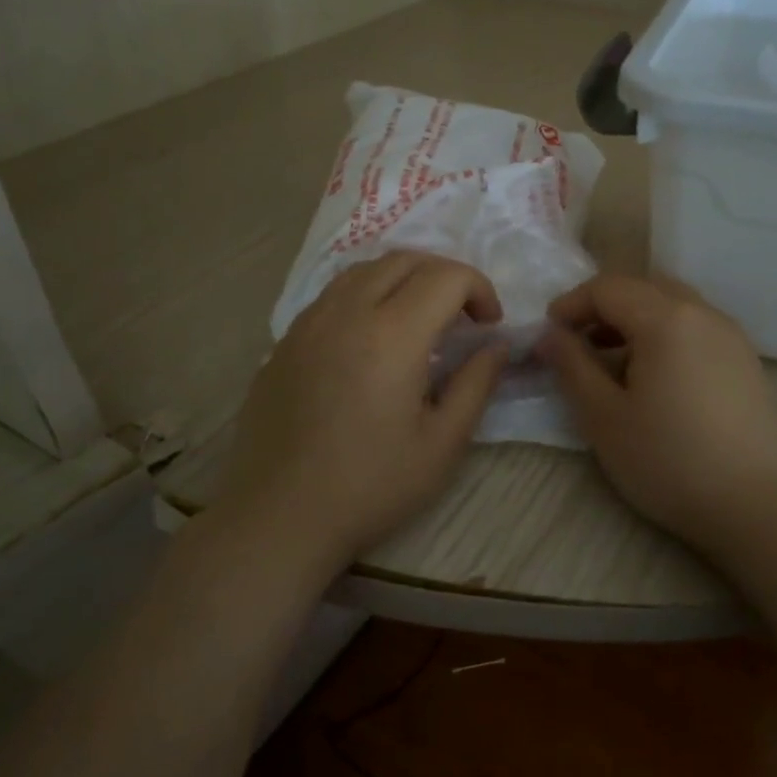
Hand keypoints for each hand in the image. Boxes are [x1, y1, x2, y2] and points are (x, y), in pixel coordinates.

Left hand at [216, 252, 507, 566]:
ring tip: (418, 319)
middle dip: (444, 275)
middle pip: (404, 260)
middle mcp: (347, 312)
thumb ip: (476, 384)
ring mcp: (308, 323)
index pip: (446, 276)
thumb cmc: (370, 486)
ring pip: (363, 270)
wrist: (279, 517)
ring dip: (403, 279)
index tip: (489, 326)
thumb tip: (496, 346)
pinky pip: (332, 296)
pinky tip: (370, 340)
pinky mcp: (284, 342)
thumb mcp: (442, 444)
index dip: (479, 289)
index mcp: (392, 334)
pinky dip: (365, 296)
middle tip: (461, 316)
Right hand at [540, 274, 776, 547]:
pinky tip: (653, 375)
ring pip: (672, 304)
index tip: (548, 334)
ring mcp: (730, 334)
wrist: (757, 505)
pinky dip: (664, 334)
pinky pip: (695, 326)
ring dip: (634, 319)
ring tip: (611, 359)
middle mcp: (702, 312)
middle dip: (603, 307)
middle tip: (576, 342)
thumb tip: (550, 335)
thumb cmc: (669, 460)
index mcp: (666, 318)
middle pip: (642, 287)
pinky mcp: (745, 360)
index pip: (607, 288)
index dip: (571, 304)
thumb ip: (572, 366)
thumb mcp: (604, 417)